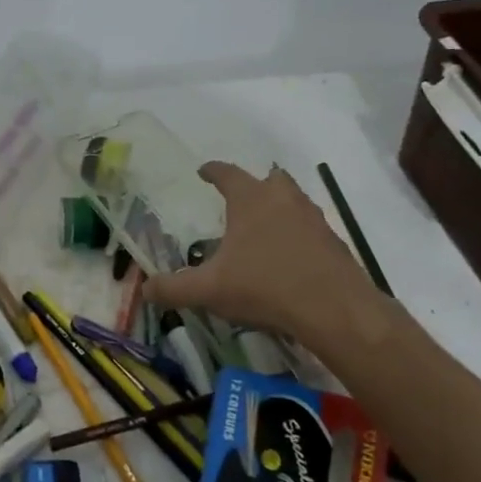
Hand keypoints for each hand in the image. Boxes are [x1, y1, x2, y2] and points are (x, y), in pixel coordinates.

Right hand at [144, 162, 402, 364]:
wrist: (335, 310)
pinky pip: (310, 229)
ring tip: (262, 230)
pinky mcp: (334, 244)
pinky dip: (296, 235)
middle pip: (270, 180)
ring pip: (294, 202)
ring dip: (278, 209)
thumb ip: (174, 288)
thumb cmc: (265, 287)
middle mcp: (284, 201)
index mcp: (251, 200)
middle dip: (254, 185)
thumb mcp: (209, 291)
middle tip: (240, 198)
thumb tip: (145, 290)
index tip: (203, 171)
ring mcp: (314, 220)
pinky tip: (287, 259)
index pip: (228, 174)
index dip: (213, 171)